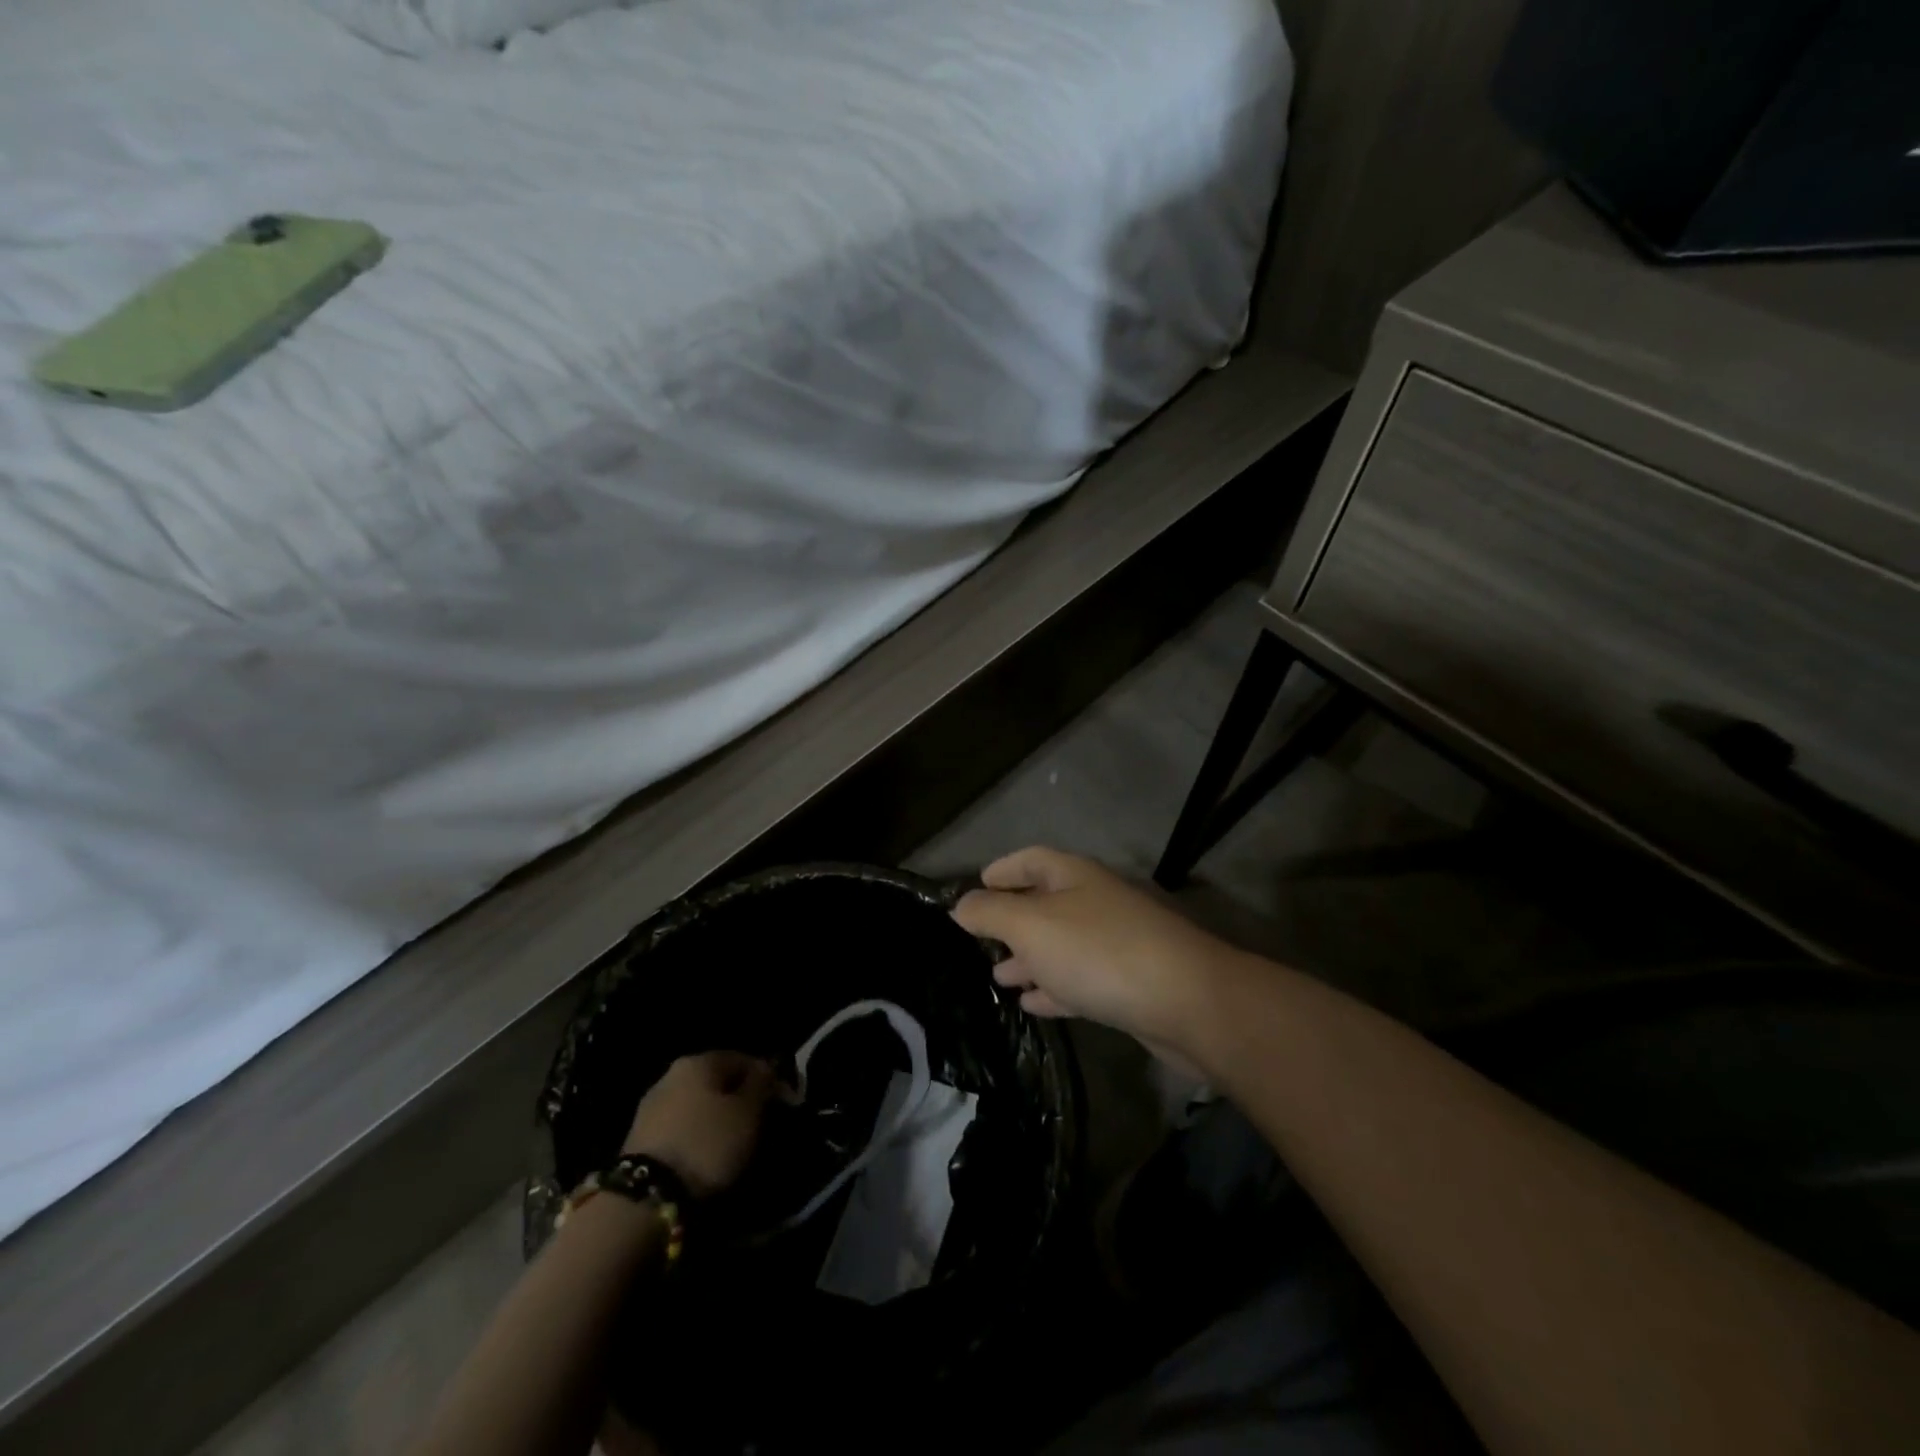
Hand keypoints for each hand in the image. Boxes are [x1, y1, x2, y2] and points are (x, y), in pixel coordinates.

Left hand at [623, 1051, 776, 1198]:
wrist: (645, 1200)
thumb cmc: (707, 1145)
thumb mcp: (749, 1112)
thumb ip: (761, 1084)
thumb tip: (766, 1069)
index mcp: (698, 1061)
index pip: (743, 1059)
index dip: (766, 1078)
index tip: (781, 1103)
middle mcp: (671, 1075)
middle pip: (717, 1082)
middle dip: (739, 1100)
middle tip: (758, 1125)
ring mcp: (651, 1107)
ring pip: (697, 1106)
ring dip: (716, 1120)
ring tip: (733, 1147)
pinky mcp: (639, 1140)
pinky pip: (680, 1129)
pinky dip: (696, 1138)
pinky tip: (706, 1158)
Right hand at [951, 847, 1250, 1063]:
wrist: (1186, 1000)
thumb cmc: (1098, 951)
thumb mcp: (1031, 926)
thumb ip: (990, 913)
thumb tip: (960, 905)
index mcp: (1074, 877)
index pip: (1031, 860)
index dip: (1002, 870)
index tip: (976, 886)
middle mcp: (1096, 902)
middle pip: (1045, 903)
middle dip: (1011, 921)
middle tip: (979, 940)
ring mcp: (1115, 943)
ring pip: (1061, 945)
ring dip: (1029, 958)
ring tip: (998, 977)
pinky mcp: (1128, 983)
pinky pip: (1080, 979)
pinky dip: (1053, 988)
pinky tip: (1032, 1005)